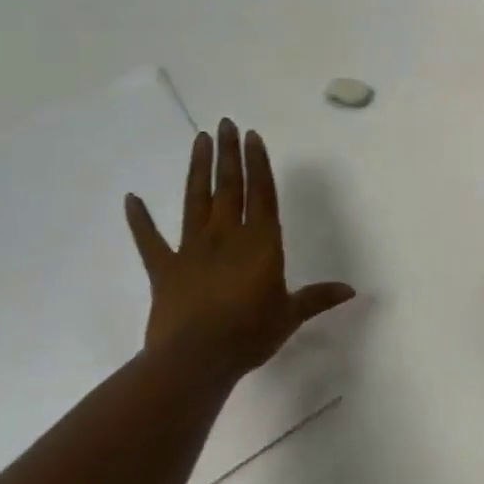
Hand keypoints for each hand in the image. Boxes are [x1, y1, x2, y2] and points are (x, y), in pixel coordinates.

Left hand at [124, 118, 354, 375]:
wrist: (196, 359)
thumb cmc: (250, 333)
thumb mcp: (290, 315)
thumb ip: (317, 298)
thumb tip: (352, 291)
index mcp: (261, 242)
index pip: (262, 193)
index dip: (259, 163)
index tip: (253, 136)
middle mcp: (227, 235)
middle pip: (229, 186)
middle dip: (229, 153)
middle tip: (225, 123)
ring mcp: (192, 249)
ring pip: (196, 200)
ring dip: (198, 169)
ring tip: (199, 139)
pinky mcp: (164, 269)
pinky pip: (149, 240)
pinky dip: (139, 219)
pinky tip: (131, 198)